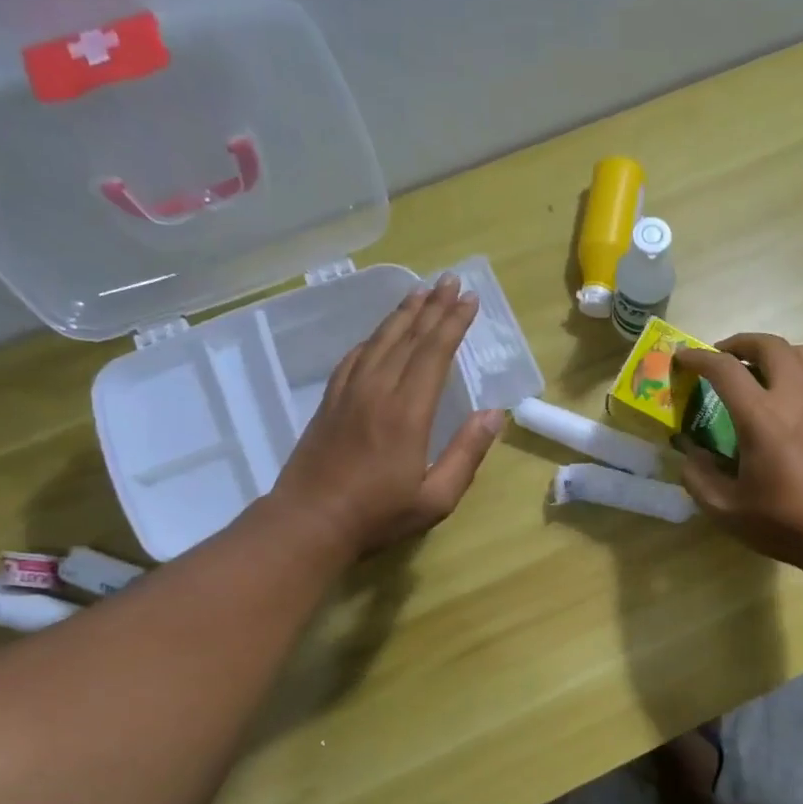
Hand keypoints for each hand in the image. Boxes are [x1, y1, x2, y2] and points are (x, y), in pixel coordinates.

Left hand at [267, 273, 505, 557]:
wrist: (308, 523)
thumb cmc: (378, 515)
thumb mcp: (436, 497)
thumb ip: (466, 454)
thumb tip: (494, 415)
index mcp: (407, 412)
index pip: (434, 354)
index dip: (453, 323)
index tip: (470, 299)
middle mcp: (377, 391)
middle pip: (408, 337)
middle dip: (432, 306)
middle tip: (450, 280)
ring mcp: (349, 393)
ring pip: (379, 341)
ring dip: (402, 313)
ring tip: (420, 292)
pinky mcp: (330, 402)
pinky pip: (354, 358)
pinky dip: (373, 338)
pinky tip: (379, 333)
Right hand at [672, 334, 802, 569]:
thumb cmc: (784, 521)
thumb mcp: (726, 509)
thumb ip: (699, 478)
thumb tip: (690, 455)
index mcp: (760, 416)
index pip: (724, 369)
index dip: (698, 358)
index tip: (683, 358)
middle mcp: (795, 396)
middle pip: (770, 345)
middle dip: (741, 343)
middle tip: (724, 356)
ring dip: (779, 354)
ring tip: (765, 371)